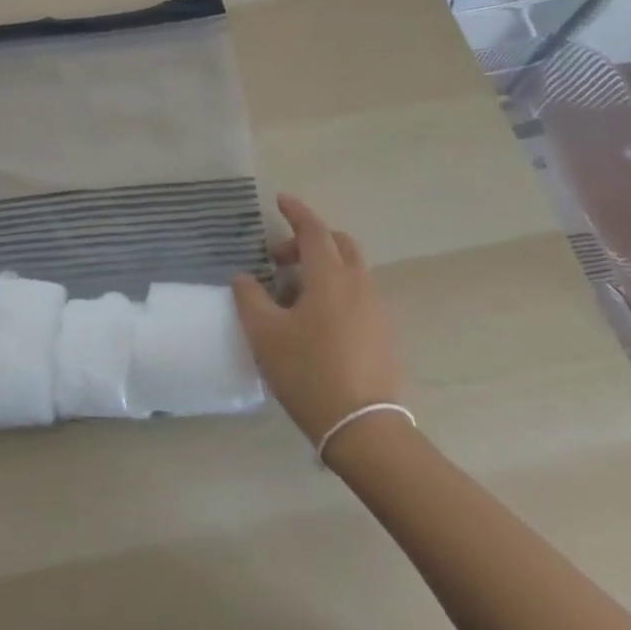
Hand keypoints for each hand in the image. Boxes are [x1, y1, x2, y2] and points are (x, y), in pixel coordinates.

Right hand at [232, 194, 403, 443]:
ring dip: (323, 268)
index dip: (296, 212)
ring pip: (351, 271)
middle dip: (310, 240)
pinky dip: (338, 291)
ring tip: (295, 296)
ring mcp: (377, 310)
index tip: (281, 200)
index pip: (313, 230)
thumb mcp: (264, 334)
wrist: (363, 429)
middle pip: (339, 244)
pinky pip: (359, 296)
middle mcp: (359, 284)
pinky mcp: (385, 335)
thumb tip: (245, 277)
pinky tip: (318, 322)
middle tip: (280, 258)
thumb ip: (250, 297)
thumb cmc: (308, 373)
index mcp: (330, 277)